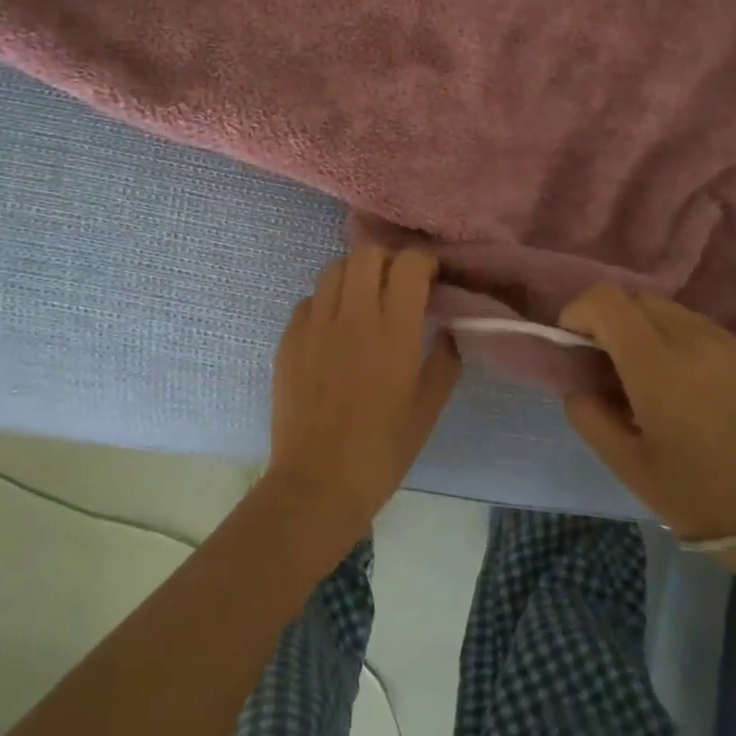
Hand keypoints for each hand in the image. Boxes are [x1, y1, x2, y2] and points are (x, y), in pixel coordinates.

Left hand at [263, 246, 461, 547]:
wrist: (318, 481)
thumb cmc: (383, 449)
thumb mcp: (429, 407)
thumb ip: (445, 360)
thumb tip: (447, 328)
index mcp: (395, 330)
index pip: (409, 264)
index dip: (423, 263)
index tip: (430, 278)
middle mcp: (354, 315)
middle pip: (368, 254)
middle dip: (388, 261)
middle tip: (396, 285)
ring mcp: (315, 323)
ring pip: (334, 270)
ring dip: (355, 276)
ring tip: (363, 301)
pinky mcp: (289, 338)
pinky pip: (309, 300)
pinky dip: (326, 303)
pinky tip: (333, 330)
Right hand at [558, 284, 735, 543]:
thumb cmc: (698, 496)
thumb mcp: (626, 465)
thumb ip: (588, 415)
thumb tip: (578, 386)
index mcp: (657, 365)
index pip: (606, 300)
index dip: (578, 311)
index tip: (573, 344)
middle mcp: (692, 339)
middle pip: (635, 298)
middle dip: (609, 319)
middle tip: (605, 362)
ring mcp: (727, 343)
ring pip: (667, 309)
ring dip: (643, 328)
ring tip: (645, 375)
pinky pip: (698, 327)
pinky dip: (674, 339)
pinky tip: (683, 384)